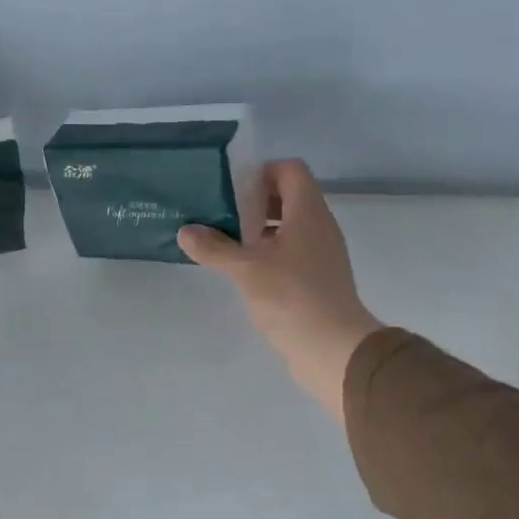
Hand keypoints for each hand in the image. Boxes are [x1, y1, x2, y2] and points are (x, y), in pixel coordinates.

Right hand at [179, 161, 383, 421]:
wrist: (332, 348)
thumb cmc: (291, 297)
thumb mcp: (246, 269)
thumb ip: (214, 248)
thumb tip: (185, 231)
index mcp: (308, 212)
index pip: (290, 170)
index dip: (261, 173)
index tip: (231, 192)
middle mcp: (320, 227)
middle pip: (289, 198)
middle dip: (255, 204)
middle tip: (222, 218)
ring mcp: (322, 254)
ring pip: (290, 228)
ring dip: (260, 231)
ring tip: (228, 245)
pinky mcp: (319, 280)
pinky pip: (293, 253)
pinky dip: (270, 255)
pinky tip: (246, 274)